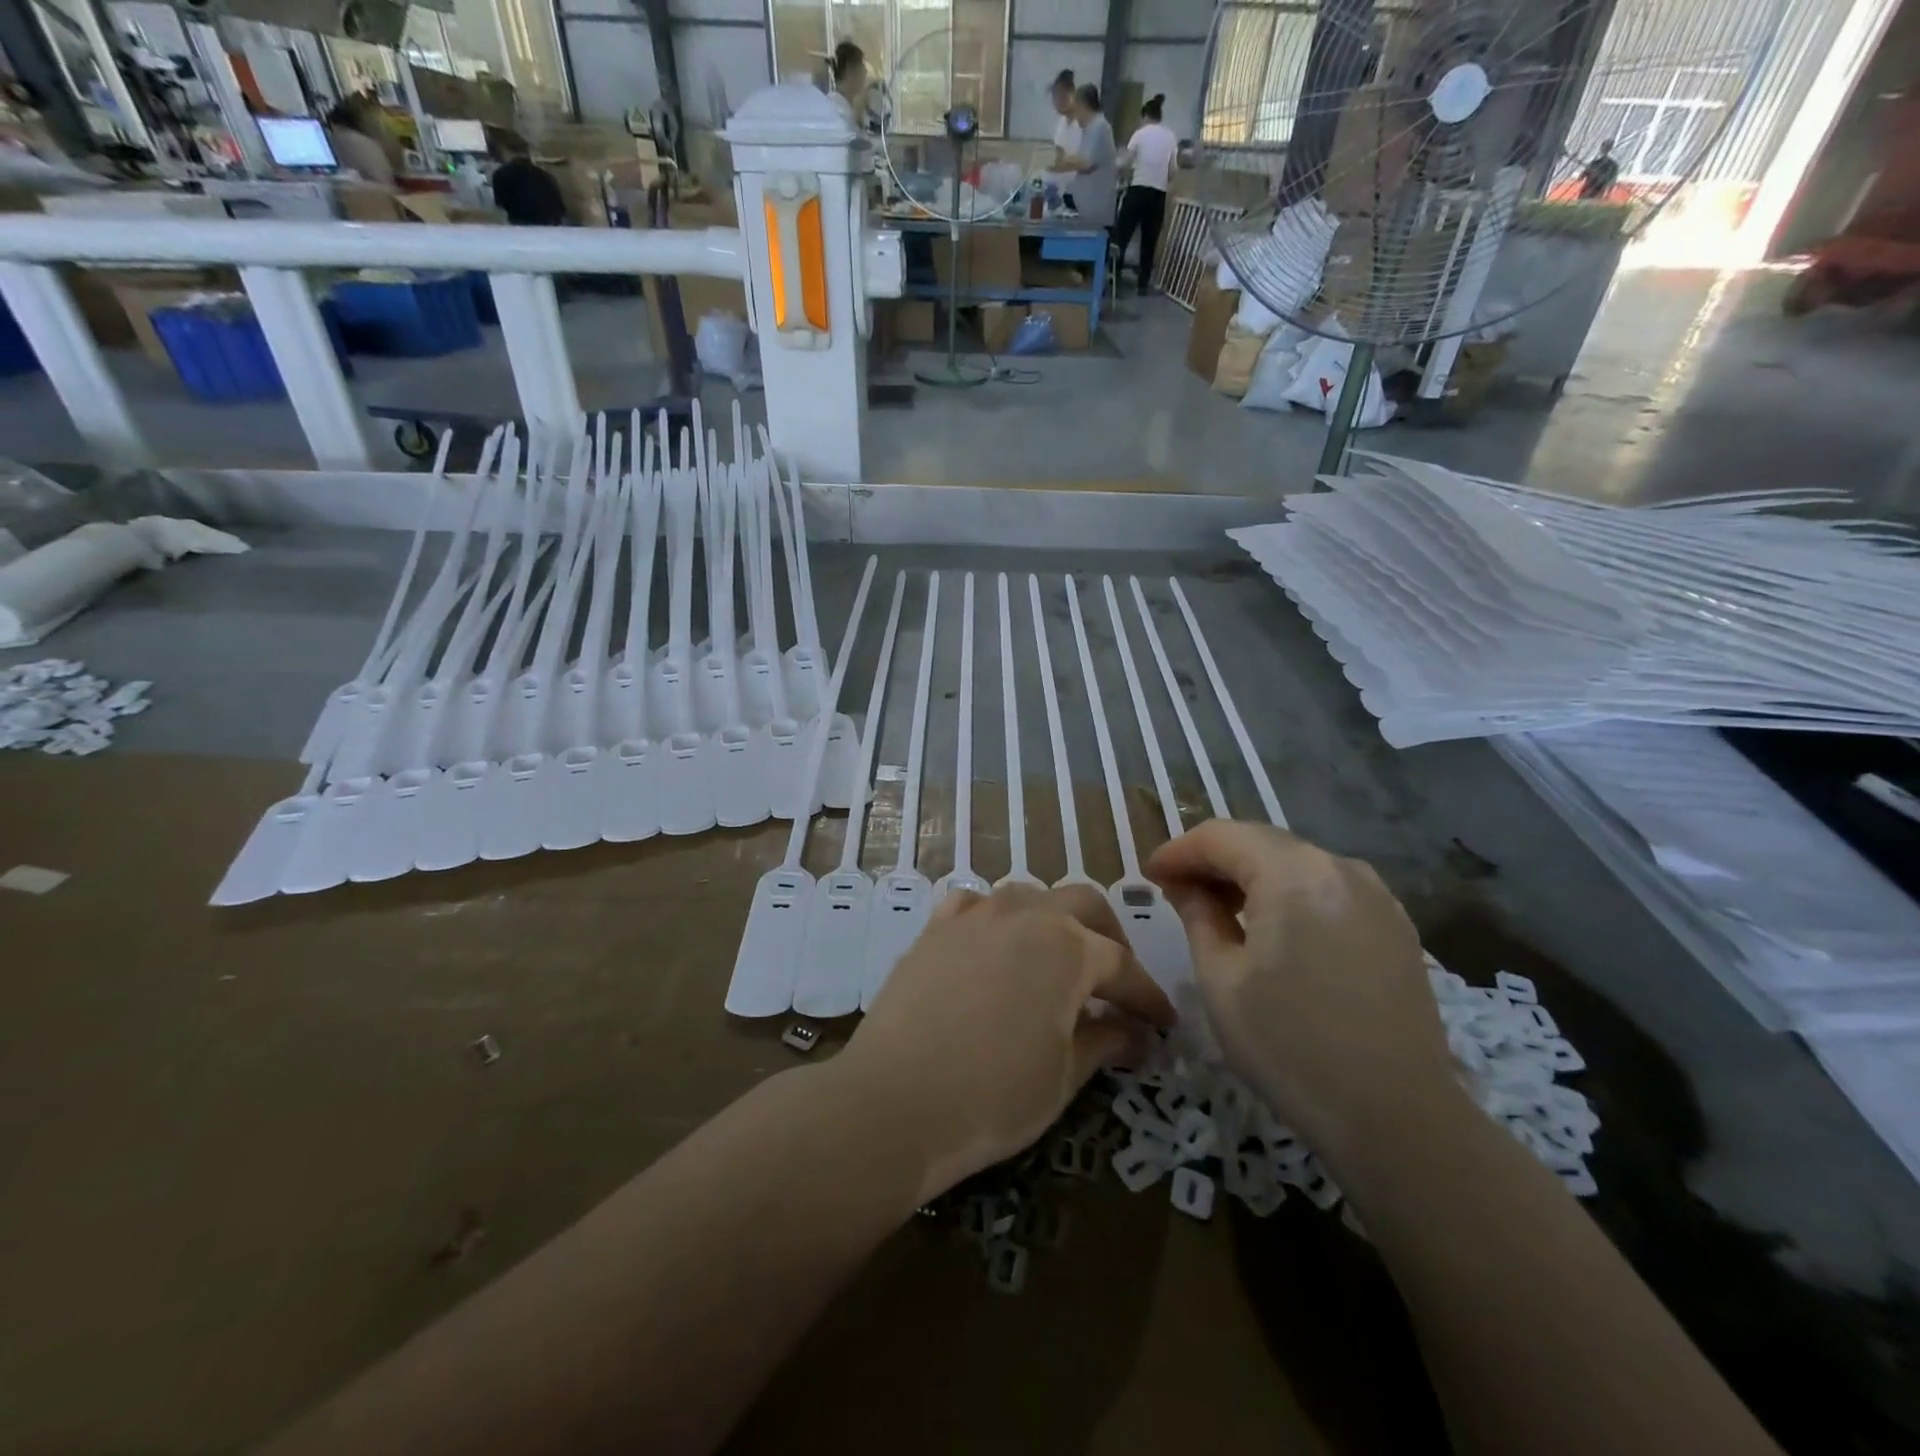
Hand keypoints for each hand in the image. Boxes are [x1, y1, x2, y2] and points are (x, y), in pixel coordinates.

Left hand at [837, 884, 1176, 1204]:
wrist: (894, 1101)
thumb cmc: (994, 1096)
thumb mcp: (1064, 1077)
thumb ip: (1104, 1042)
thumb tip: (1135, 1034)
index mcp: (1068, 948)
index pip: (1122, 965)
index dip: (1147, 996)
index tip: (1163, 1023)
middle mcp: (1025, 915)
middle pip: (1083, 904)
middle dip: (1109, 937)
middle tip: (1115, 980)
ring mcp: (975, 915)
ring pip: (1029, 895)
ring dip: (1053, 920)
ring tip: (1056, 959)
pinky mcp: (935, 927)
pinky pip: (975, 904)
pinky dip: (996, 918)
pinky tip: (994, 946)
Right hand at [1145, 821, 1457, 1167]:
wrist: (1398, 1119)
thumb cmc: (1290, 1048)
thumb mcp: (1221, 979)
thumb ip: (1198, 916)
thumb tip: (1184, 885)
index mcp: (1294, 874)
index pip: (1221, 837)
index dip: (1178, 851)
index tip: (1149, 875)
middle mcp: (1340, 867)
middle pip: (1260, 842)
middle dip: (1213, 859)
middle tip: (1176, 890)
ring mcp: (1376, 894)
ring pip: (1295, 862)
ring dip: (1251, 875)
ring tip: (1220, 909)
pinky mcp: (1395, 924)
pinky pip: (1327, 887)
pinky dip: (1289, 893)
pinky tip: (1273, 927)